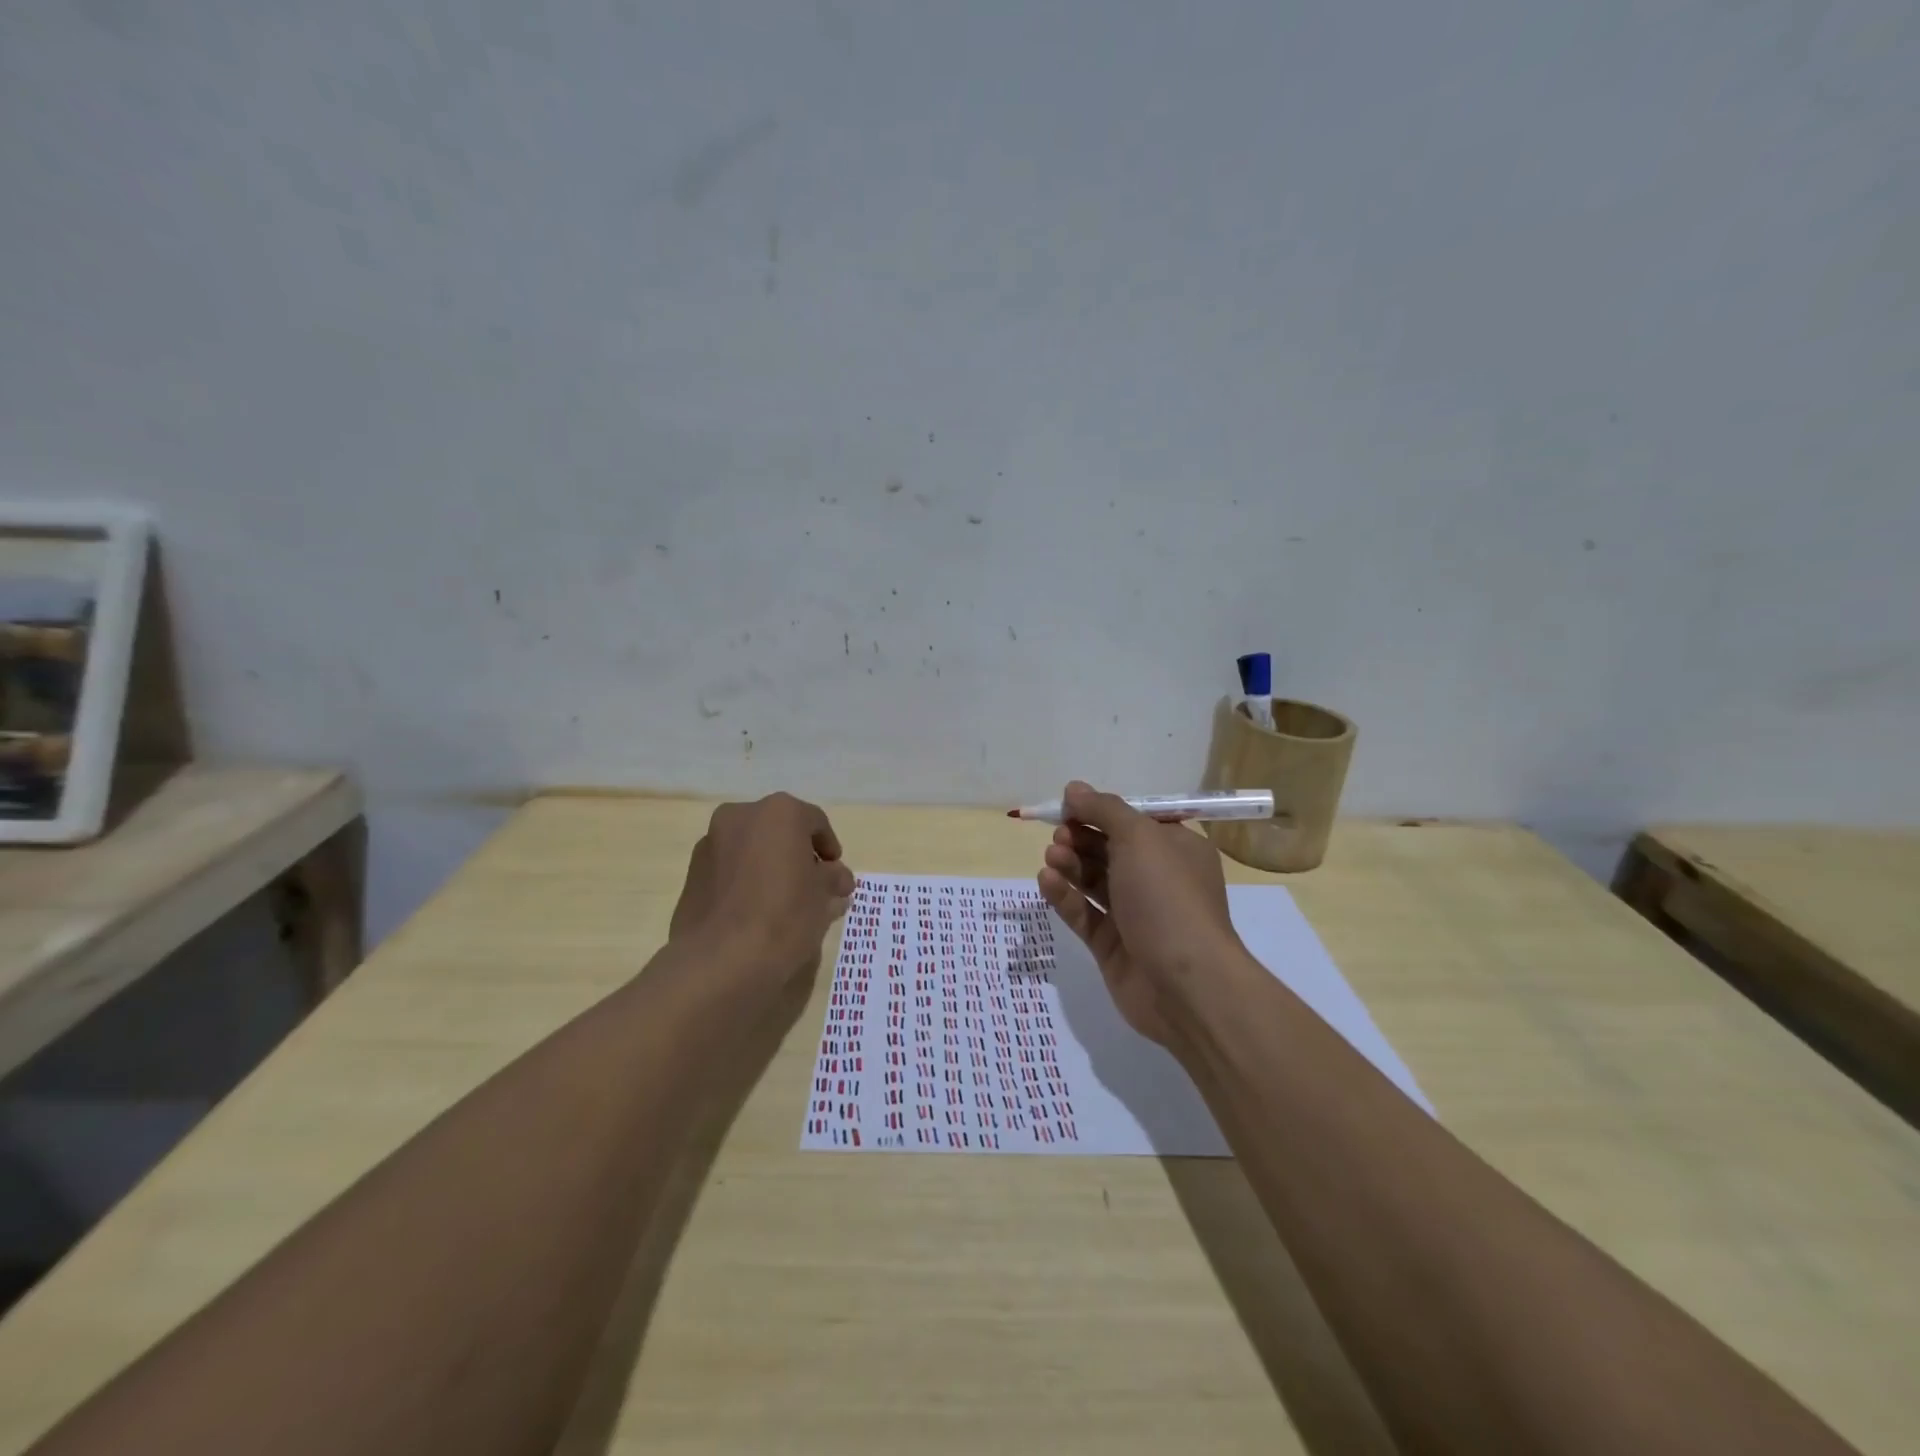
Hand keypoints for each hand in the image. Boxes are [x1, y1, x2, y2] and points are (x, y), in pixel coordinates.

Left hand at [671, 793, 855, 984]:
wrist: (719, 959)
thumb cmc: (784, 917)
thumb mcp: (823, 898)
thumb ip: (833, 879)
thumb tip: (838, 877)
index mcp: (780, 812)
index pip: (815, 822)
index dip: (829, 848)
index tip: (836, 874)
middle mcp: (742, 816)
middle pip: (780, 829)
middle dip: (797, 853)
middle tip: (811, 885)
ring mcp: (711, 842)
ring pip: (751, 846)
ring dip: (769, 864)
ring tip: (782, 899)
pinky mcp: (692, 871)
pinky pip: (729, 867)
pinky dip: (745, 878)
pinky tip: (754, 909)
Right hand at [1036, 780, 1244, 1045]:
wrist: (1185, 984)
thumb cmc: (1167, 897)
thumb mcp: (1139, 838)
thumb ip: (1104, 809)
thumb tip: (1074, 789)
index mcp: (1176, 849)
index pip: (1135, 821)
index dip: (1101, 811)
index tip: (1069, 805)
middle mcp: (1157, 879)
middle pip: (1110, 849)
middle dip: (1082, 837)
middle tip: (1059, 834)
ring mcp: (1135, 915)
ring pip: (1094, 881)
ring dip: (1071, 864)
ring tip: (1052, 856)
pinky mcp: (1112, 946)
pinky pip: (1084, 913)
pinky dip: (1065, 896)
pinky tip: (1046, 880)